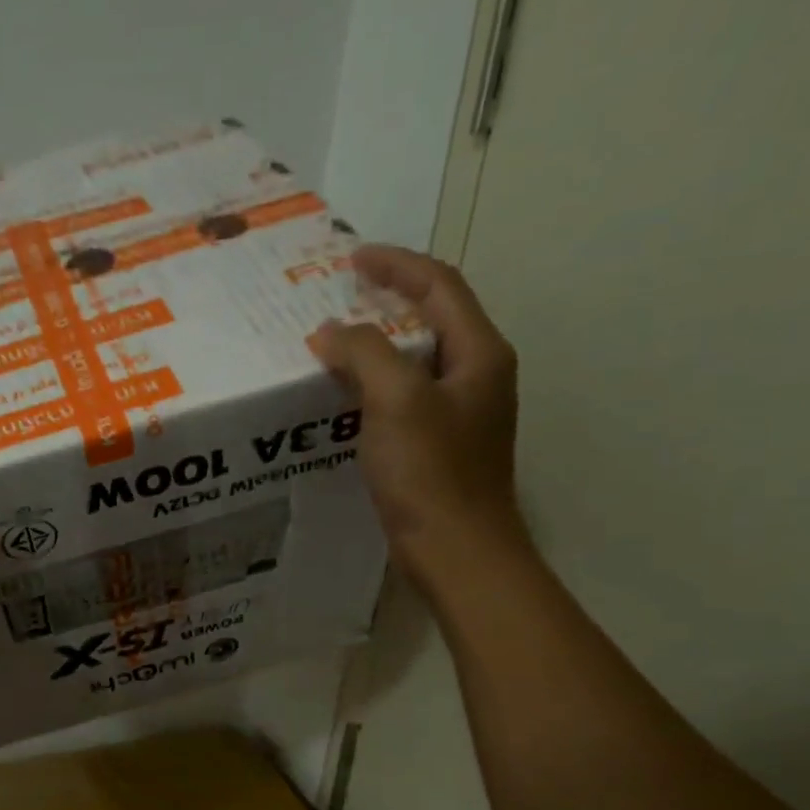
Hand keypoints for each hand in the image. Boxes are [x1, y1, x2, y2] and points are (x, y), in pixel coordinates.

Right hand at [312, 245, 527, 590]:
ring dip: (378, 342)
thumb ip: (364, 353)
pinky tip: (346, 393)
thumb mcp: (396, 401)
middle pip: (432, 317)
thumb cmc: (431, 473)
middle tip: (339, 295)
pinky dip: (376, 381)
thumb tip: (331, 331)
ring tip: (335, 340)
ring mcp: (461, 411)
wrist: (457, 551)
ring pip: (417, 358)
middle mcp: (477, 374)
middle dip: (386, 299)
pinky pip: (406, 394)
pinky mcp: (441, 443)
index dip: (397, 265)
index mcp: (479, 353)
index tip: (351, 258)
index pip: (439, 286)